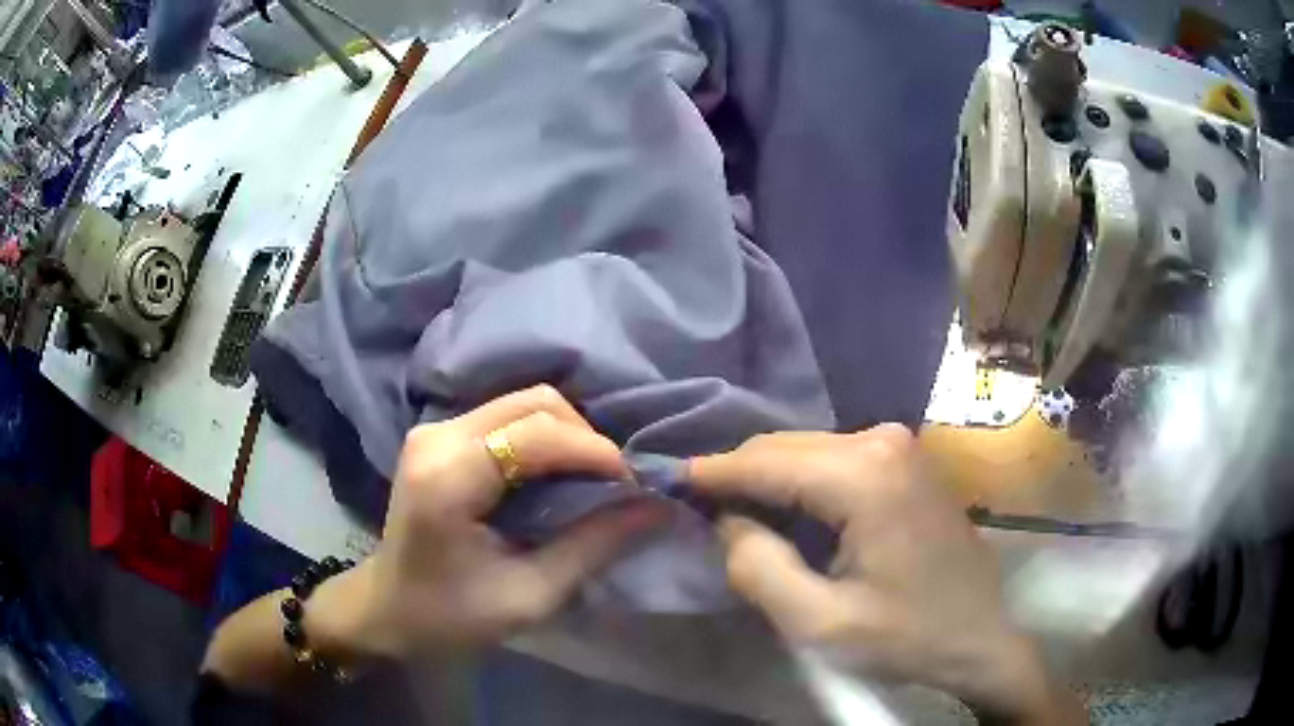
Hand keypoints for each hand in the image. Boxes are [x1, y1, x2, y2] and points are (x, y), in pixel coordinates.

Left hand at [311, 386, 667, 660]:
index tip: (637, 486)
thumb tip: (656, 507)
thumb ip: (593, 545)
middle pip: (534, 402)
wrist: (387, 609)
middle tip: (616, 485)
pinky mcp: (440, 434)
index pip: (538, 434)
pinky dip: (546, 438)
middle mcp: (438, 434)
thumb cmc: (450, 616)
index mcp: (448, 476)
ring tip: (594, 481)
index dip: (596, 452)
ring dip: (569, 435)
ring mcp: (435, 428)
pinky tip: (560, 474)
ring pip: (525, 403)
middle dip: (586, 438)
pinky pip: (509, 417)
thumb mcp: (529, 595)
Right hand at [688, 426, 1080, 723]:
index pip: (763, 462)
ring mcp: (898, 444)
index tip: (661, 479)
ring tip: (728, 513)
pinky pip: (833, 460)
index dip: (709, 473)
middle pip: (784, 448)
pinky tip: (783, 513)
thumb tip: (726, 522)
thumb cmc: (905, 636)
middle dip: (737, 477)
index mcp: (864, 474)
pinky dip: (799, 484)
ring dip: (767, 482)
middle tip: (691, 507)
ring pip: (806, 452)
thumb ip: (757, 569)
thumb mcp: (819, 623)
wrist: (978, 636)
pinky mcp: (905, 459)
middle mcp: (881, 439)